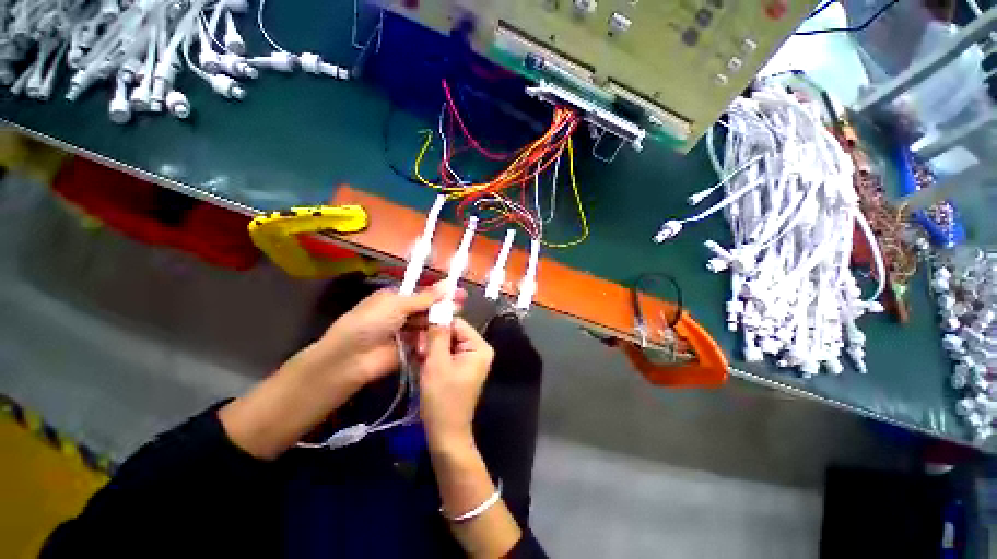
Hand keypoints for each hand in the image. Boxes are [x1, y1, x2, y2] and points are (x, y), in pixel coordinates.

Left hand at [309, 283, 464, 387]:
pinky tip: (444, 333)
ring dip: (440, 320)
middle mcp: (401, 313)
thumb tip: (447, 285)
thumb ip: (424, 297)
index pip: (422, 293)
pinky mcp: (410, 348)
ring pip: (427, 323)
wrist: (350, 359)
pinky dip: (433, 337)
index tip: (458, 292)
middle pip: (427, 308)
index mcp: (395, 298)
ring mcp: (405, 332)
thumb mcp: (397, 304)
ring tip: (455, 318)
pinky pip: (425, 340)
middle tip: (461, 303)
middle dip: (443, 305)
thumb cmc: (371, 323)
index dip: (440, 292)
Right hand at [420, 318, 494, 447]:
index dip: (437, 325)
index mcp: (479, 347)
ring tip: (419, 358)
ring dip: (431, 348)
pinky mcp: (461, 367)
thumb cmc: (442, 399)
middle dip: (433, 339)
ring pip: (447, 342)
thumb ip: (438, 335)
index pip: (457, 323)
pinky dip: (434, 356)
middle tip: (418, 350)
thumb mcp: (437, 363)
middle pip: (453, 332)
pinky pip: (447, 353)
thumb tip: (438, 308)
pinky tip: (423, 362)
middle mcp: (478, 349)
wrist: (446, 434)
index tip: (419, 332)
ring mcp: (470, 359)